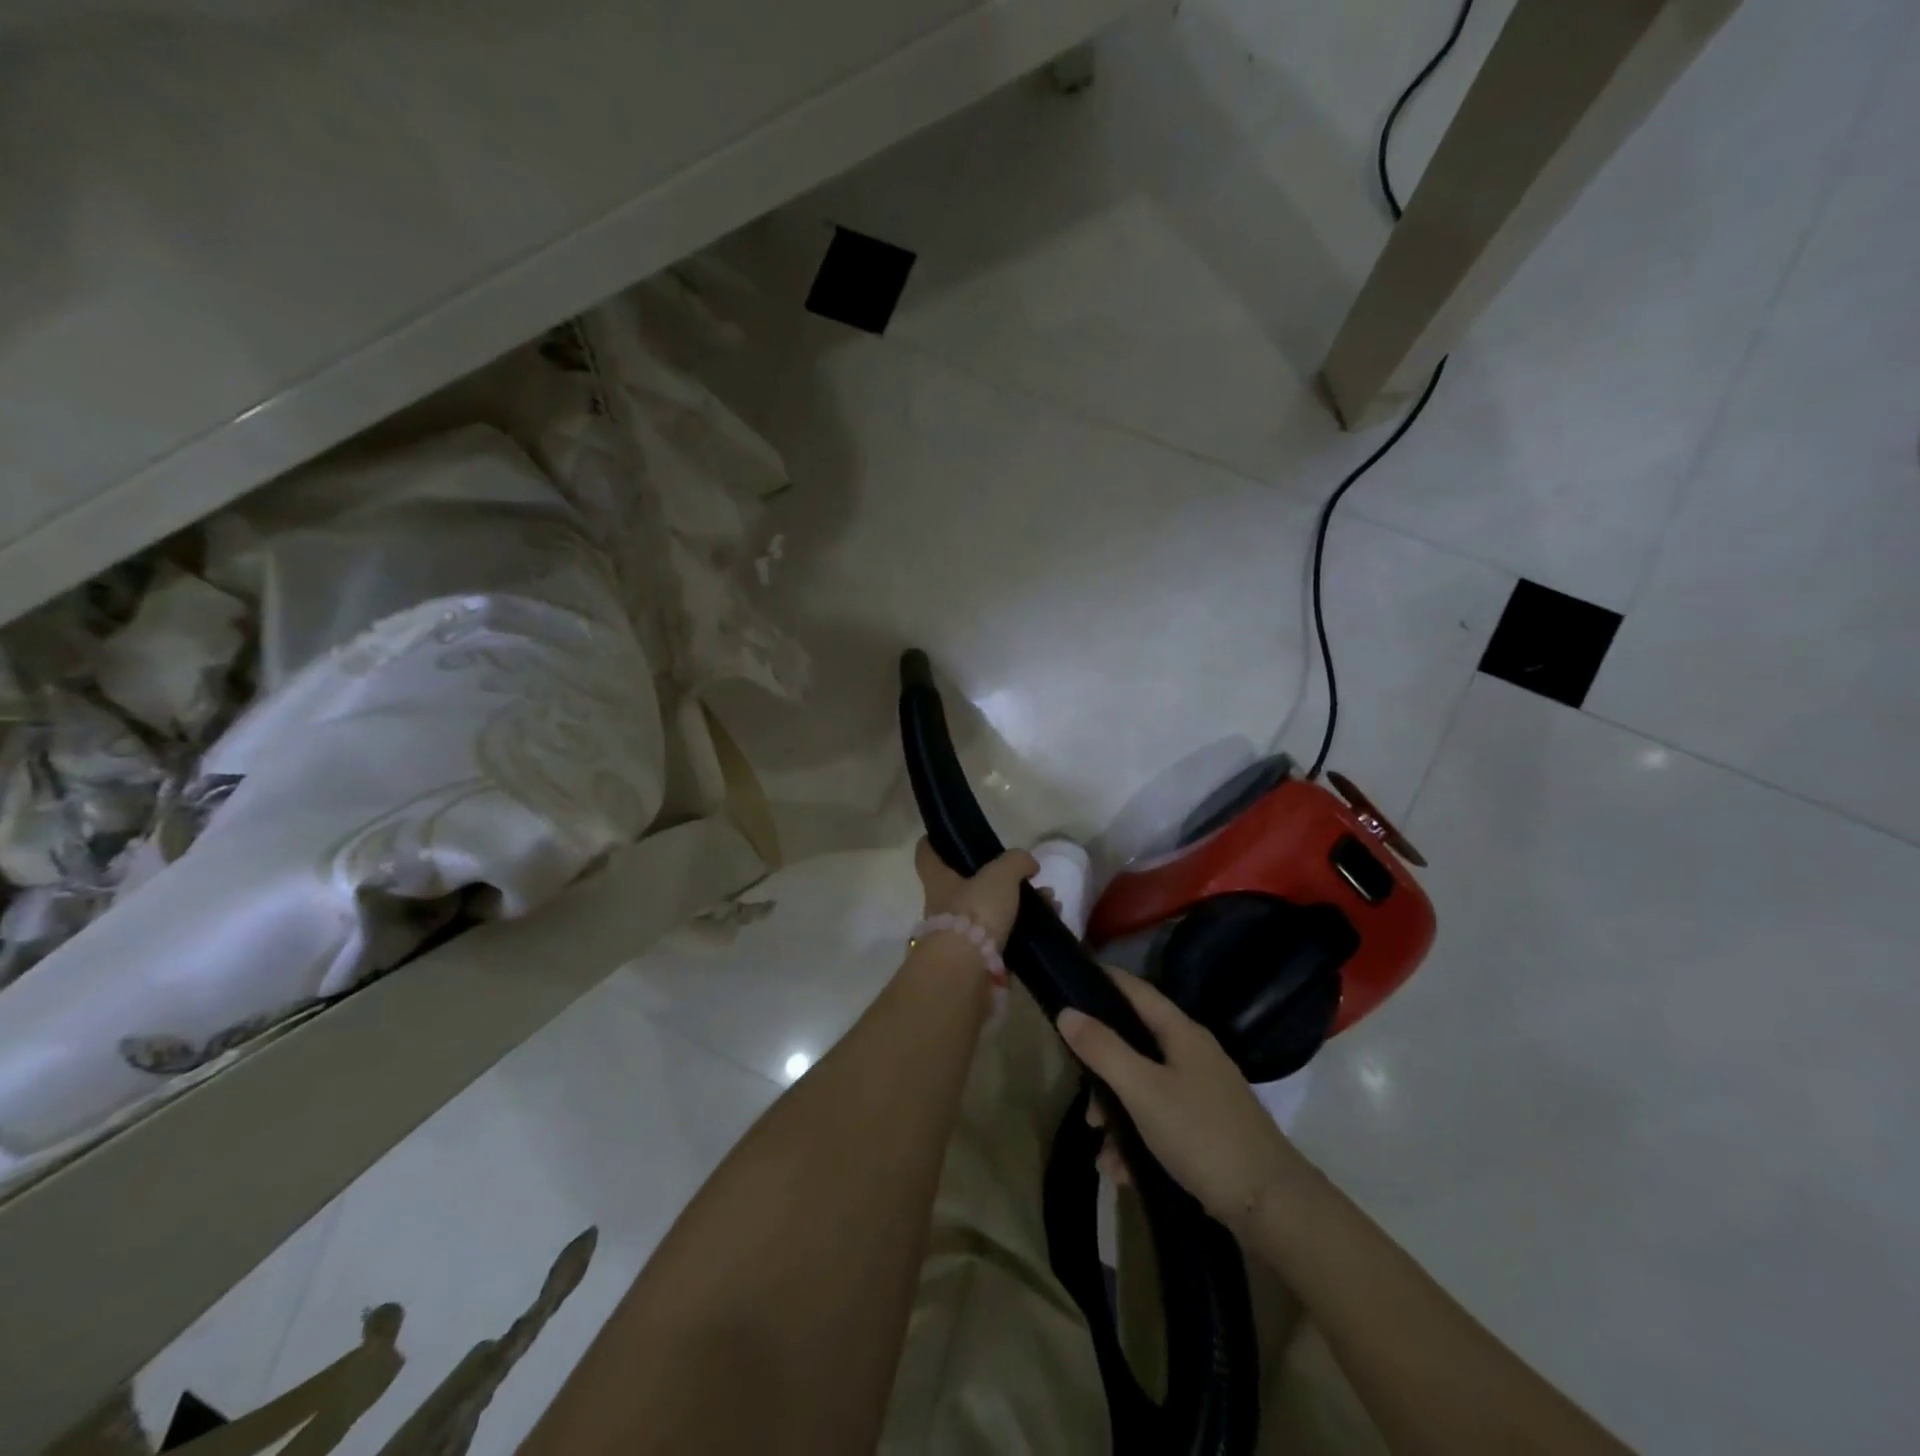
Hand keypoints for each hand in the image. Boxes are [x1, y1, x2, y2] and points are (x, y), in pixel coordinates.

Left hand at [913, 839, 1038, 949]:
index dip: (937, 841)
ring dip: (1021, 905)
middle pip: (968, 884)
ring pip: (992, 911)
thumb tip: (1028, 862)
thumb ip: (1015, 861)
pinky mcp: (978, 960)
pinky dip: (1026, 930)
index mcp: (939, 879)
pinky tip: (1050, 924)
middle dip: (1001, 879)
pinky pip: (1005, 937)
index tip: (952, 836)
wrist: (967, 972)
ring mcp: (959, 935)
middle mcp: (943, 905)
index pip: (928, 853)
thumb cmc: (974, 912)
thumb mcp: (999, 875)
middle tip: (1029, 875)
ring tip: (1050, 902)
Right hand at [1056, 970, 1307, 1235]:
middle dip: (1103, 1071)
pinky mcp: (1207, 1127)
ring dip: (1118, 1116)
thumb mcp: (1142, 1090)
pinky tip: (1122, 1172)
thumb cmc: (1201, 1134)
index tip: (1068, 981)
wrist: (1271, 1205)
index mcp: (1181, 1033)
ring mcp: (1203, 1092)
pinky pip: (1160, 1120)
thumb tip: (1067, 1011)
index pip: (1136, 990)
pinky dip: (1138, 1140)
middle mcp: (1193, 1054)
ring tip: (1103, 1153)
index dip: (1103, 981)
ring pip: (1144, 1088)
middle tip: (1085, 1102)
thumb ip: (1103, 1049)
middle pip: (1135, 1044)